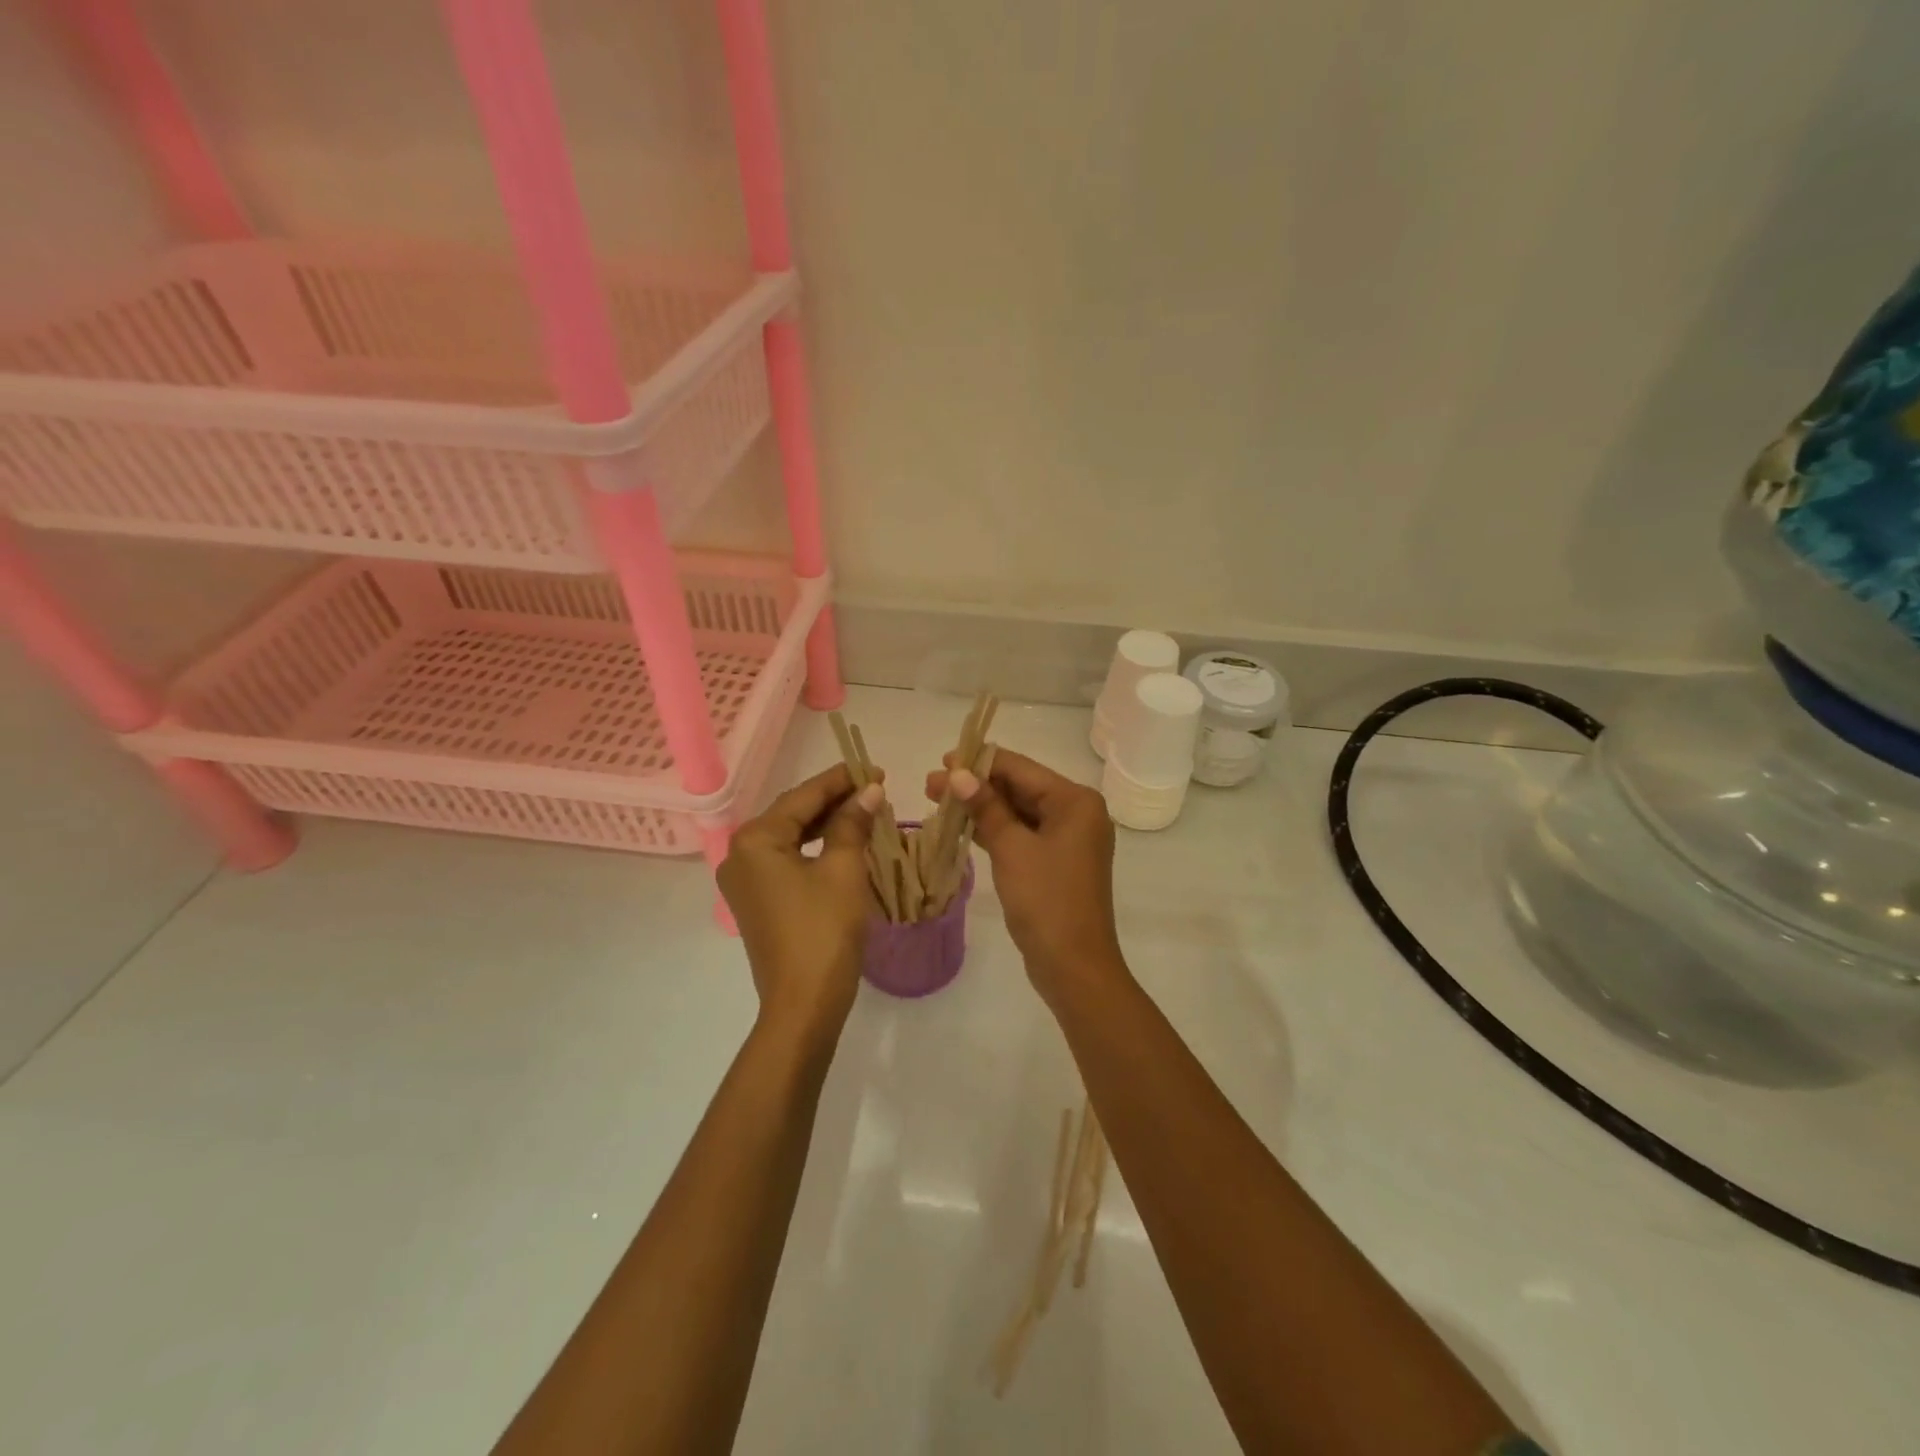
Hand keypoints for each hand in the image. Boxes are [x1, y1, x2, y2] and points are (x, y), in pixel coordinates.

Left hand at [718, 764, 883, 1047]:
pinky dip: (814, 849)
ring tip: (864, 812)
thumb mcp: (845, 870)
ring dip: (826, 824)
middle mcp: (739, 854)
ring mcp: (744, 881)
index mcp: (755, 840)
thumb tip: (870, 790)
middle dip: (834, 801)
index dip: (840, 780)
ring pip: (790, 838)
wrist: (803, 1004)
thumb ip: (853, 823)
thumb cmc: (824, 931)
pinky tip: (843, 843)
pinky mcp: (756, 901)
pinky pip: (786, 861)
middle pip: (792, 814)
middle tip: (874, 789)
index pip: (802, 797)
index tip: (874, 768)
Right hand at [925, 749, 1126, 1000]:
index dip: (980, 762)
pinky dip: (995, 829)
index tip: (943, 760)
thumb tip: (957, 774)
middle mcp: (1077, 813)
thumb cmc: (1046, 900)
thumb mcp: (1012, 849)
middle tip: (932, 784)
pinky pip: (1022, 834)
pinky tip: (961, 825)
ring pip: (1019, 812)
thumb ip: (986, 807)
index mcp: (1076, 802)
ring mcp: (1068, 839)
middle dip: (977, 786)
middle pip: (1020, 788)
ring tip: (938, 799)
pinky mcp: (1055, 862)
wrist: (1073, 966)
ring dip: (982, 807)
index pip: (1021, 769)